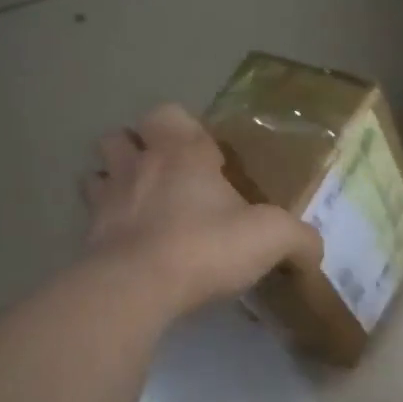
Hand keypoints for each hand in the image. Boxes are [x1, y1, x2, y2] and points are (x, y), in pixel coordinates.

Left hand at [84, 105, 321, 315]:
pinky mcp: (88, 236)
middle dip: (137, 149)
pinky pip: (91, 219)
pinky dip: (107, 226)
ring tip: (139, 207)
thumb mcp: (272, 238)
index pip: (172, 114)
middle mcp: (139, 165)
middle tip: (166, 177)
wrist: (138, 287)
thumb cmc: (207, 246)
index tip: (207, 159)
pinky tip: (129, 246)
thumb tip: (313, 250)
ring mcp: (106, 199)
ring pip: (97, 173)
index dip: (186, 129)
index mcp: (183, 152)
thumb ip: (299, 239)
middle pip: (121, 137)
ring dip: (114, 182)